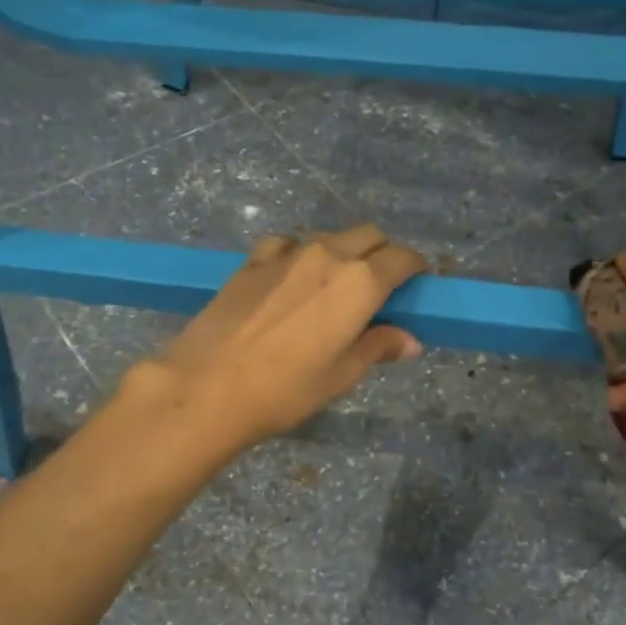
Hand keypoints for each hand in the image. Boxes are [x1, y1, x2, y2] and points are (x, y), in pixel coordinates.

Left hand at [123, 224, 427, 457]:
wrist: (207, 386)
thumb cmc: (286, 389)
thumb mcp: (341, 375)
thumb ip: (378, 347)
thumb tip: (410, 341)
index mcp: (359, 283)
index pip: (402, 258)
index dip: (416, 268)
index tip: (417, 283)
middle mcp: (328, 255)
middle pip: (369, 235)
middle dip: (383, 253)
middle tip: (381, 286)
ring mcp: (287, 254)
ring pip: (329, 237)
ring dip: (342, 252)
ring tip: (334, 287)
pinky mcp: (252, 261)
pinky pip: (287, 244)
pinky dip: (300, 254)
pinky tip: (291, 279)